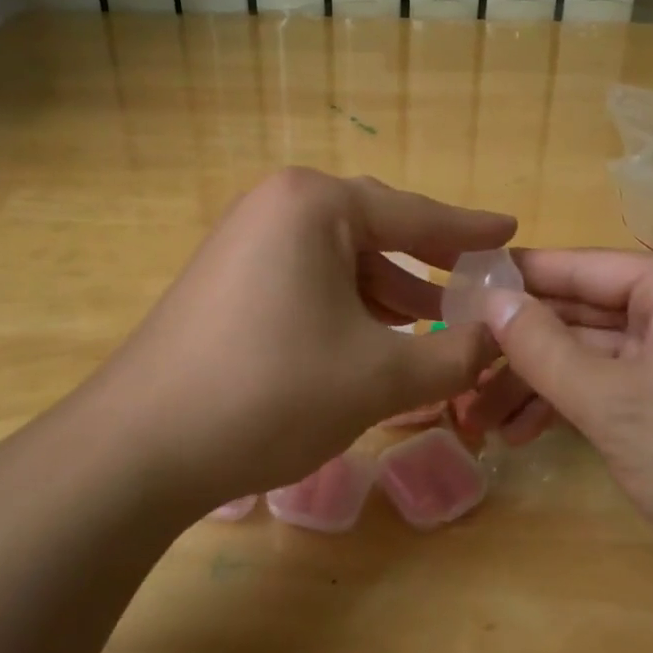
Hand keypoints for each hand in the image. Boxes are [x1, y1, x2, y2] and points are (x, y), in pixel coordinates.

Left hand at [79, 169, 514, 514]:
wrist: (141, 447)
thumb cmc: (272, 393)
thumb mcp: (381, 377)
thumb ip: (456, 355)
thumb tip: (502, 339)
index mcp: (315, 204)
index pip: (414, 213)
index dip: (469, 230)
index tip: (511, 229)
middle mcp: (276, 206)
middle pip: (375, 229)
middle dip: (428, 263)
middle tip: (478, 284)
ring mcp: (244, 240)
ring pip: (339, 259)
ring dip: (389, 292)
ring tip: (438, 325)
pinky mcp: (227, 278)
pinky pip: (307, 278)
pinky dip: (347, 304)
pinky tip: (374, 338)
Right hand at [480, 251, 652, 571]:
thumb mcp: (611, 404)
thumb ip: (542, 348)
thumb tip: (488, 300)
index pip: (578, 266)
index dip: (514, 280)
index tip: (454, 290)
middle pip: (580, 311)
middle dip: (519, 348)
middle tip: (457, 368)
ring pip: (591, 349)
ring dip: (538, 382)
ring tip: (478, 418)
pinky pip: (614, 376)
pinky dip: (572, 400)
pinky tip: (522, 432)